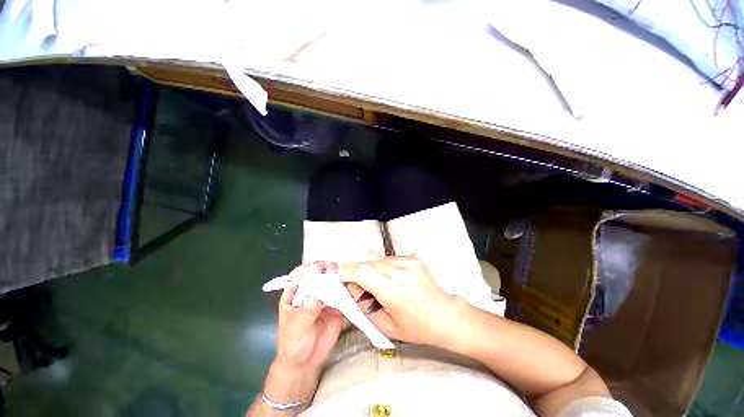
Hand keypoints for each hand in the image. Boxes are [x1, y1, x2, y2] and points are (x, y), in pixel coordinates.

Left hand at [274, 262, 344, 370]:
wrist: (306, 363)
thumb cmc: (293, 343)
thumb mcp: (295, 328)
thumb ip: (305, 313)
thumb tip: (316, 298)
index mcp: (295, 293)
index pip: (300, 275)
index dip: (308, 269)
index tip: (317, 268)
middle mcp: (311, 291)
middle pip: (318, 275)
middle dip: (326, 270)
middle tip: (334, 269)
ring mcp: (325, 297)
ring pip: (331, 282)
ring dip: (338, 277)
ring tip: (346, 275)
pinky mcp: (337, 305)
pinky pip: (343, 293)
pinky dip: (347, 289)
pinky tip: (353, 286)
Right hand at [340, 255, 462, 346]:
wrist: (444, 315)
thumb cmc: (418, 326)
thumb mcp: (386, 325)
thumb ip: (364, 304)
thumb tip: (349, 285)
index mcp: (395, 292)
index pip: (363, 272)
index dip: (345, 269)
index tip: (334, 270)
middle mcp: (402, 272)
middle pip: (368, 264)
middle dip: (357, 272)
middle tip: (357, 285)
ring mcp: (409, 262)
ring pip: (377, 260)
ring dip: (371, 269)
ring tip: (379, 285)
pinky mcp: (412, 257)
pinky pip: (389, 258)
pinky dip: (384, 267)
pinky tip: (391, 279)